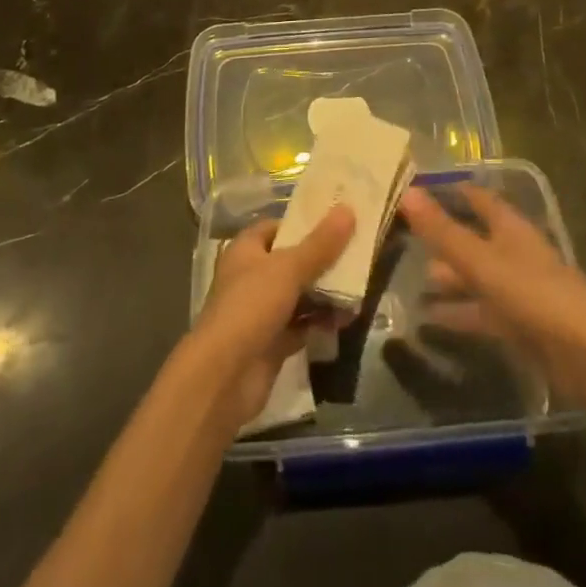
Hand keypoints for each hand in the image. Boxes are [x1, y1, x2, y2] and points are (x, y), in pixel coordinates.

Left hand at [184, 206, 355, 429]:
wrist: (224, 378)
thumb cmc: (251, 307)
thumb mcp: (288, 269)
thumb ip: (320, 244)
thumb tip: (348, 208)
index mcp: (247, 250)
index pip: (278, 227)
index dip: (305, 223)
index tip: (338, 221)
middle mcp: (252, 277)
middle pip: (293, 261)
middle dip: (323, 260)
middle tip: (359, 254)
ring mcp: (262, 312)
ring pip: (300, 295)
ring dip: (327, 293)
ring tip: (361, 288)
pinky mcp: (272, 343)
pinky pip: (302, 325)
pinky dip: (322, 322)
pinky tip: (348, 319)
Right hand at [400, 185, 585, 408]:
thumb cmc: (534, 295)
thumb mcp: (481, 261)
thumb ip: (443, 231)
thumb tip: (406, 192)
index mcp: (511, 228)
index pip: (477, 198)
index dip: (450, 191)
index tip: (417, 189)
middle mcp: (514, 252)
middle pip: (474, 238)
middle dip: (443, 238)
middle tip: (404, 238)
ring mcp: (518, 289)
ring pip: (475, 276)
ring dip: (448, 278)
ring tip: (409, 281)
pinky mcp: (519, 324)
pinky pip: (481, 311)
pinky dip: (457, 312)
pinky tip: (429, 318)